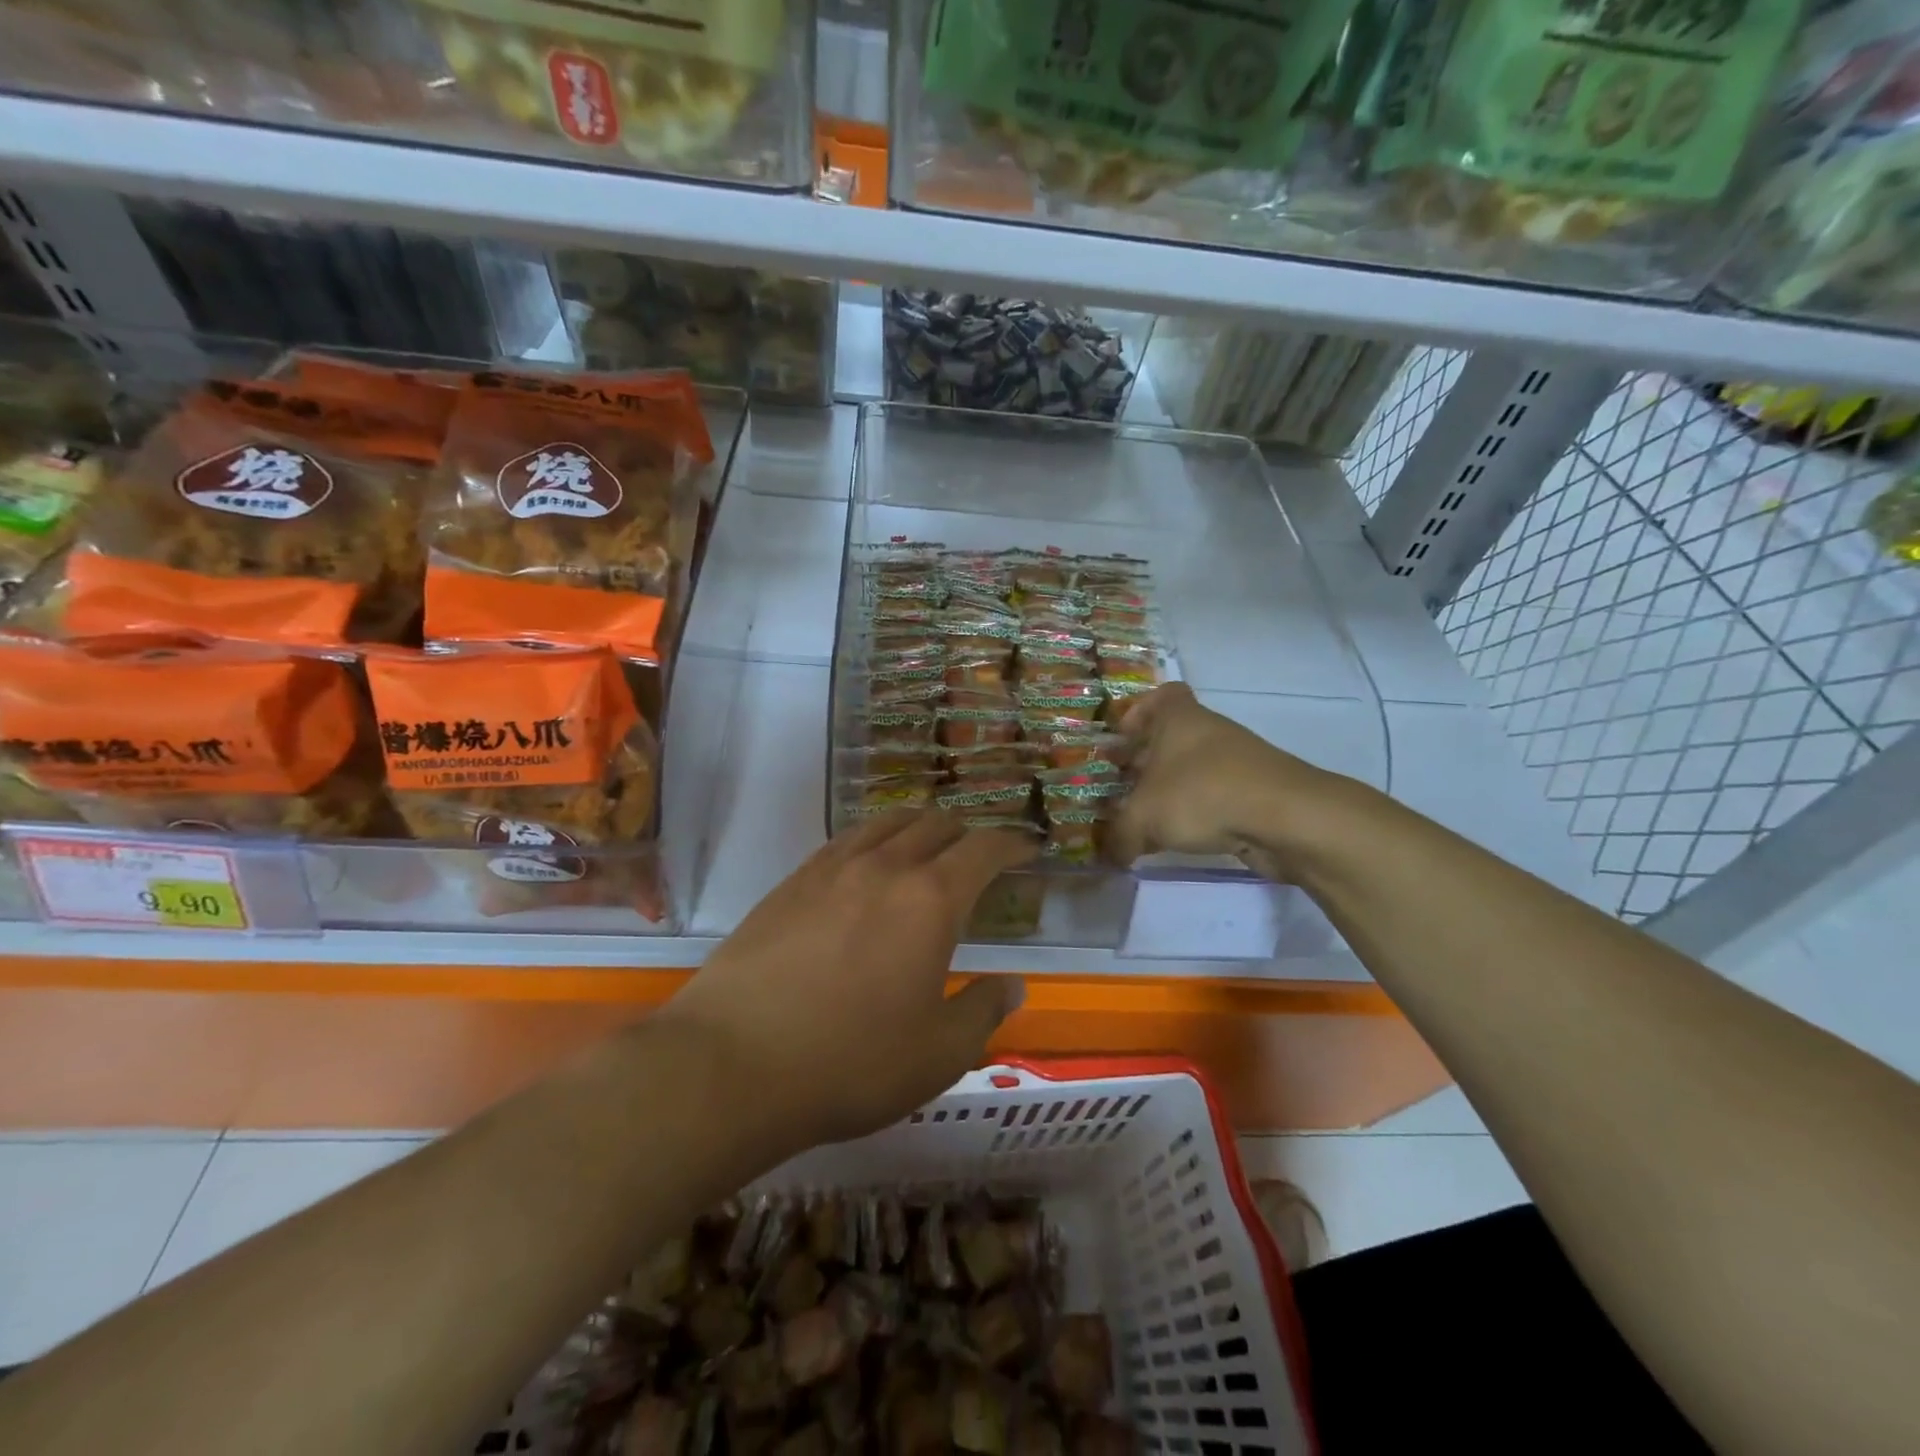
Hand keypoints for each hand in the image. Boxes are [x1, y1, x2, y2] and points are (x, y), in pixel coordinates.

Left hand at [659, 812, 1036, 1149]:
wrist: (732, 1064)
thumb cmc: (849, 1063)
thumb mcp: (938, 1054)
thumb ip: (982, 1012)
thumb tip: (1011, 986)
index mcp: (930, 899)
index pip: (983, 848)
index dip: (1012, 842)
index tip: (1028, 847)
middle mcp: (884, 867)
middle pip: (935, 824)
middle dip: (967, 832)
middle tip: (978, 855)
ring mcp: (832, 868)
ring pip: (887, 823)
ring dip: (918, 827)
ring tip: (926, 848)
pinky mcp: (791, 882)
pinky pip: (846, 840)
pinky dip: (873, 840)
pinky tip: (867, 866)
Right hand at [1109, 683, 1354, 877]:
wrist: (1286, 818)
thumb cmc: (1202, 795)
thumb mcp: (1143, 818)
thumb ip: (1118, 836)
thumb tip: (1109, 854)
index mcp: (1180, 718)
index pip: (1162, 695)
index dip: (1139, 713)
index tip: (1122, 739)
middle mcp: (1209, 732)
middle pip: (1172, 738)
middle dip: (1145, 763)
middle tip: (1120, 788)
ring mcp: (1237, 761)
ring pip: (1193, 770)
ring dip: (1170, 791)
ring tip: (1146, 820)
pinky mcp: (1256, 793)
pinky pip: (1215, 797)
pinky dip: (1198, 813)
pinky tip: (1181, 839)